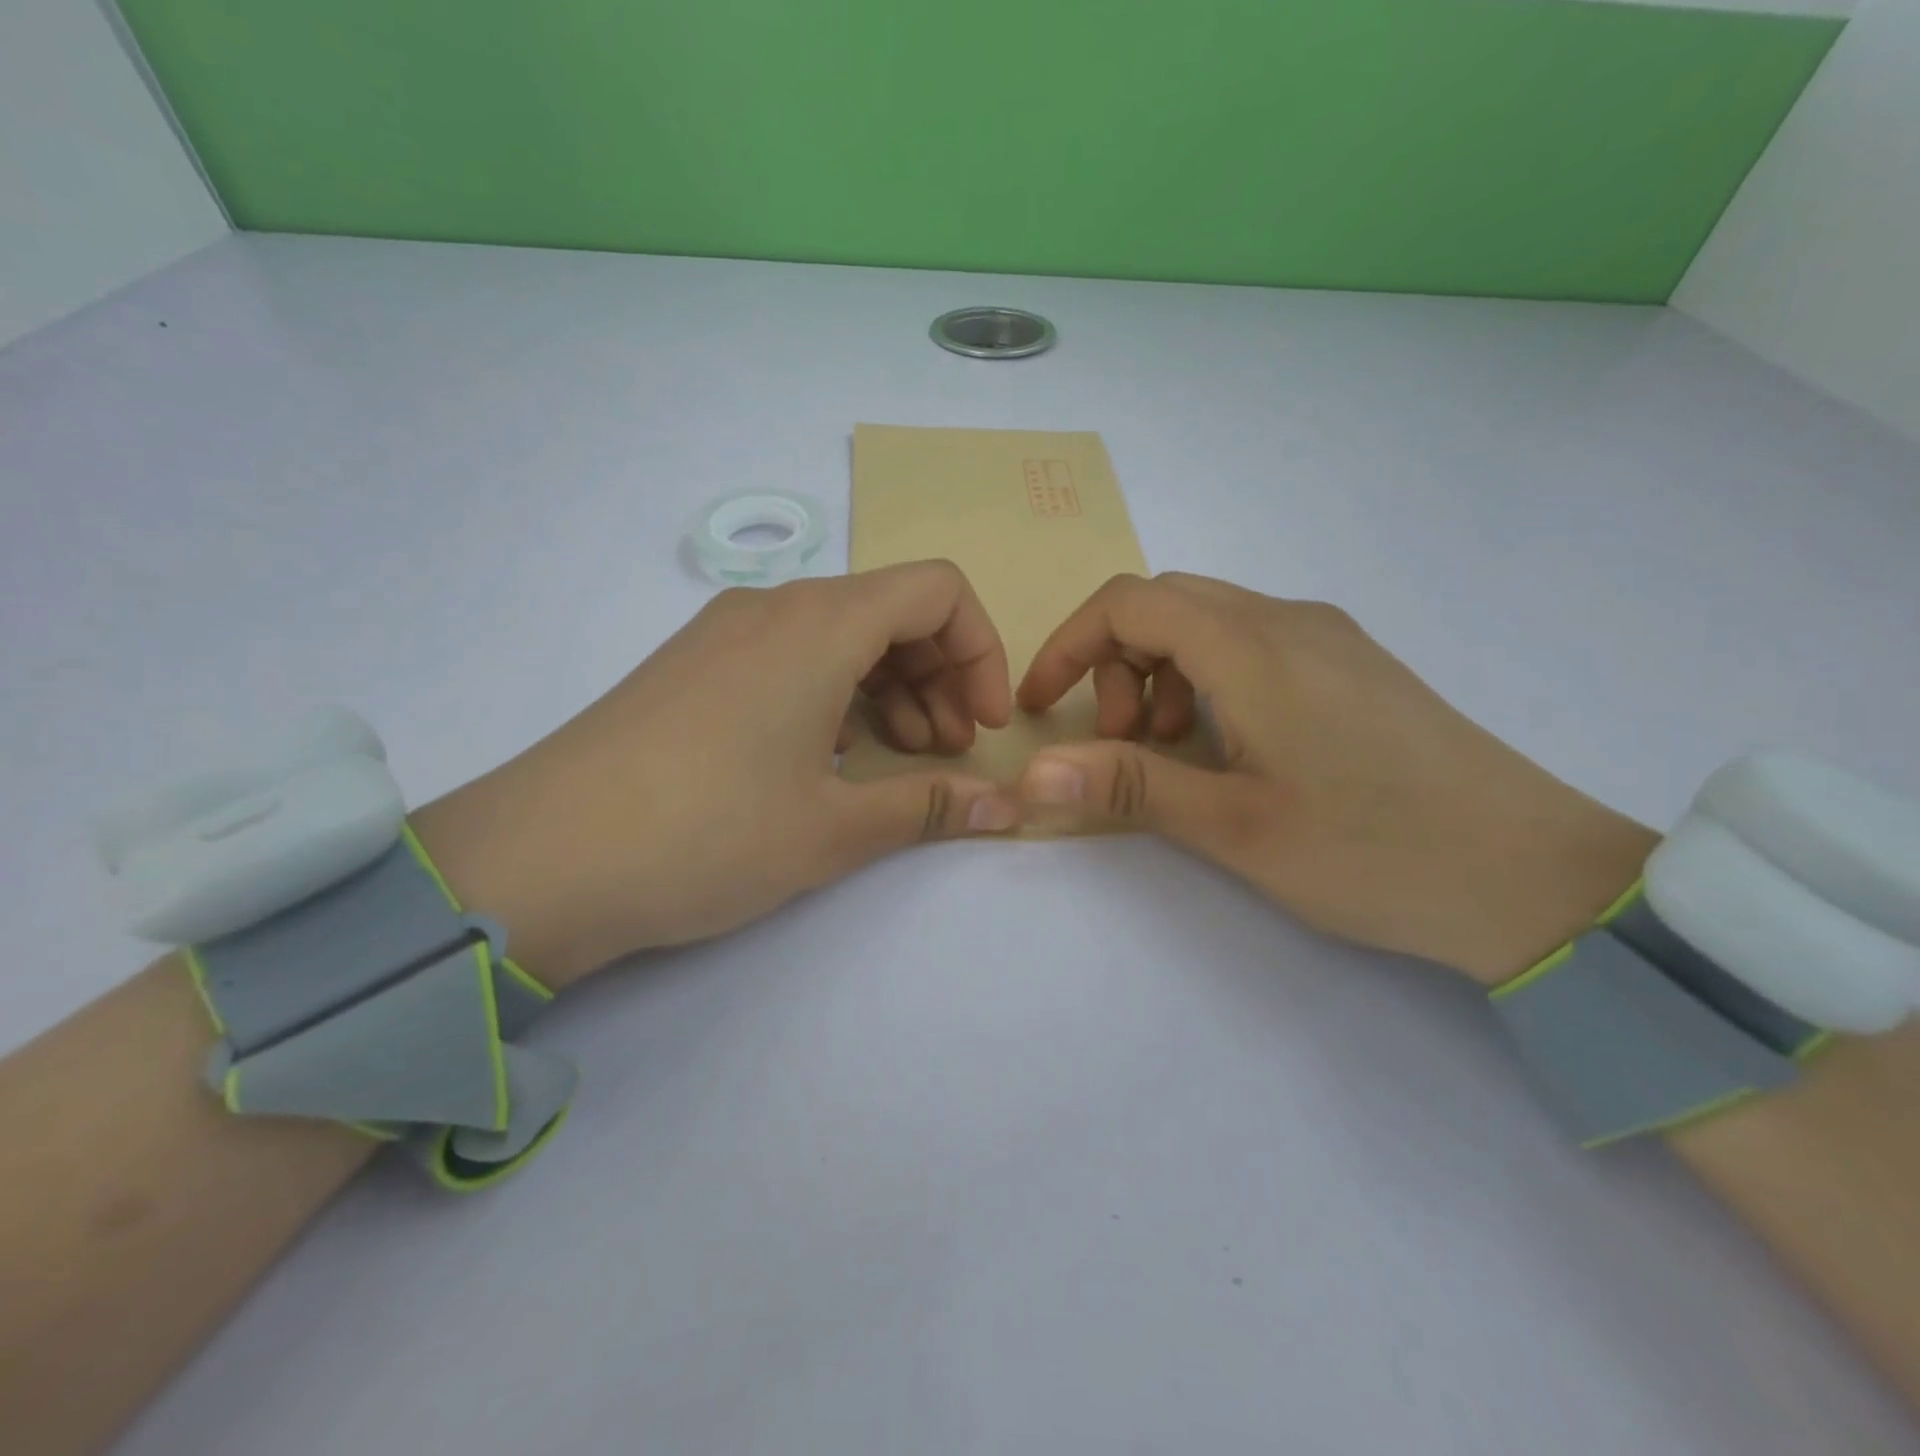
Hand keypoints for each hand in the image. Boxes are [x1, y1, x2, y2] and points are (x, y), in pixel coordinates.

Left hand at [412, 562, 1019, 989]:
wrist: (537, 861)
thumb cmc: (707, 834)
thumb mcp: (833, 828)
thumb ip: (931, 806)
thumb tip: (1010, 809)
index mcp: (820, 625)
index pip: (938, 591)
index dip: (981, 652)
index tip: (985, 725)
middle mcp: (774, 608)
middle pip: (892, 610)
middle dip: (941, 675)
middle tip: (947, 752)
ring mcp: (725, 632)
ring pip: (841, 633)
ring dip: (891, 687)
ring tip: (898, 759)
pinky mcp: (694, 665)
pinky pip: (792, 654)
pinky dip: (837, 692)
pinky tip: (830, 755)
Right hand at [1014, 573, 1658, 984]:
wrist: (1536, 878)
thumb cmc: (1375, 852)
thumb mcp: (1235, 827)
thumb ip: (1129, 786)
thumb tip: (1032, 773)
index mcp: (1254, 647)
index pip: (1128, 603)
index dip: (1068, 645)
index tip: (1041, 707)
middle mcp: (1290, 620)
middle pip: (1166, 603)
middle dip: (1116, 663)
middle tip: (1122, 742)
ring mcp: (1329, 638)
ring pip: (1209, 622)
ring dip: (1162, 673)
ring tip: (1175, 752)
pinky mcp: (1354, 665)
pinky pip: (1253, 644)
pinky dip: (1209, 679)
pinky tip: (1231, 746)